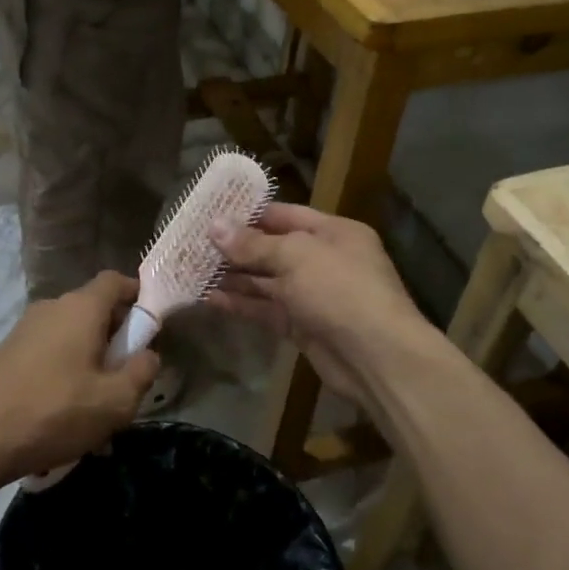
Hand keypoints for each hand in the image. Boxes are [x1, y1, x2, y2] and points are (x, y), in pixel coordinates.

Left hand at [0, 271, 158, 486]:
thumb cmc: (56, 412)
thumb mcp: (116, 401)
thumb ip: (142, 371)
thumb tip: (148, 354)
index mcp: (81, 308)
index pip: (115, 281)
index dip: (138, 296)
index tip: (152, 325)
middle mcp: (52, 308)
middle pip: (94, 310)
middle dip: (116, 339)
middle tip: (127, 377)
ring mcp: (26, 329)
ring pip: (72, 336)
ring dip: (91, 361)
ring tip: (98, 406)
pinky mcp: (9, 352)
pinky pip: (50, 353)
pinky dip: (65, 373)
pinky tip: (66, 415)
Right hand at [208, 204, 423, 403]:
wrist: (375, 356)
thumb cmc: (340, 289)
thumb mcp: (295, 256)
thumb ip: (253, 244)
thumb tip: (214, 227)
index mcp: (333, 232)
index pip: (284, 215)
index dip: (248, 214)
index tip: (210, 213)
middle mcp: (323, 260)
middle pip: (272, 248)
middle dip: (235, 248)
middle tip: (192, 244)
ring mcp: (312, 295)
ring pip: (265, 281)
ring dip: (232, 277)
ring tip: (193, 269)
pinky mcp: (301, 326)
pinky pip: (266, 309)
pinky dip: (240, 304)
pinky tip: (209, 298)